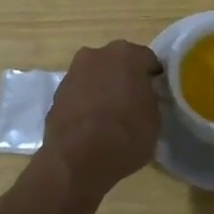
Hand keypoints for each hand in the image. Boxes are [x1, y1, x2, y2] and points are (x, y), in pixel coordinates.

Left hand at [43, 40, 162, 197]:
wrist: (77, 159)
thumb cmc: (126, 134)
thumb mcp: (155, 119)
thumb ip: (150, 98)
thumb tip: (143, 96)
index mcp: (127, 54)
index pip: (147, 60)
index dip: (152, 77)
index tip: (156, 94)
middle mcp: (98, 54)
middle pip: (117, 63)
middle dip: (125, 78)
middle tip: (133, 102)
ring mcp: (73, 72)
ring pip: (95, 76)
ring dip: (103, 88)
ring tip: (110, 116)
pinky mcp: (57, 93)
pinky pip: (79, 93)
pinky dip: (85, 103)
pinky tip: (91, 125)